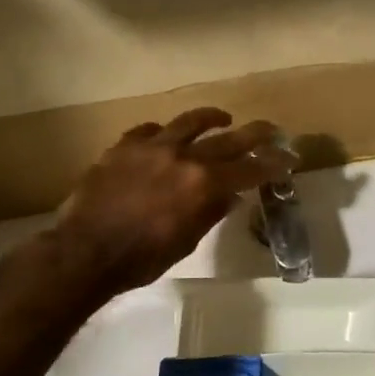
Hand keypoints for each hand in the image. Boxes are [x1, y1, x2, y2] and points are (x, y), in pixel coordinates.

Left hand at [49, 109, 293, 298]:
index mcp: (203, 184)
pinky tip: (164, 135)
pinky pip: (148, 130)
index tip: (289, 158)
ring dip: (211, 118)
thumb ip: (209, 213)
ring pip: (188, 122)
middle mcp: (183, 157)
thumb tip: (230, 195)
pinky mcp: (123, 146)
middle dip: (255, 134)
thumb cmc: (141, 258)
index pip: (248, 170)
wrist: (85, 250)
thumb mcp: (185, 241)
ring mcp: (151, 147)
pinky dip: (163, 132)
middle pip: (228, 139)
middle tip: (271, 128)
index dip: (272, 164)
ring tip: (222, 117)